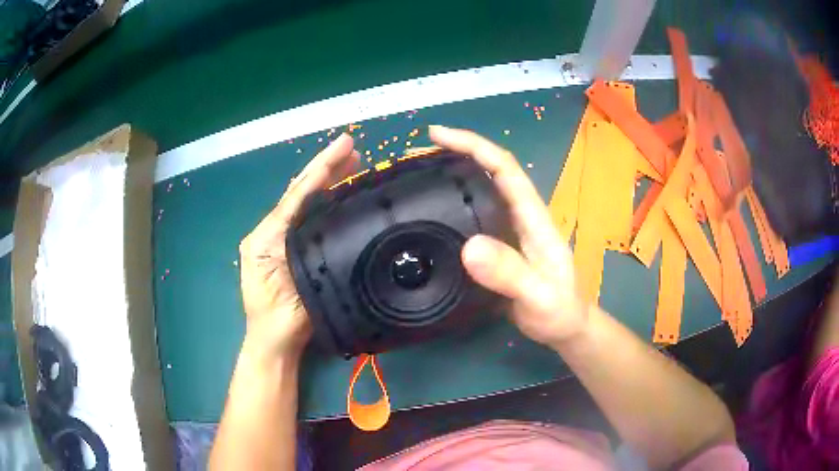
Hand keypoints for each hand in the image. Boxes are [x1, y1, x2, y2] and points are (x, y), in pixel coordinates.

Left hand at [238, 134, 358, 357]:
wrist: (277, 338)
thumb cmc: (271, 310)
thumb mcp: (268, 267)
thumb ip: (284, 238)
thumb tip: (313, 216)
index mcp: (269, 231)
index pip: (298, 193)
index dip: (322, 168)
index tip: (345, 145)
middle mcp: (280, 230)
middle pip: (305, 192)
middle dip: (328, 168)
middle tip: (352, 149)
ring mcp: (294, 241)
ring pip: (313, 204)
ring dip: (332, 180)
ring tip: (353, 162)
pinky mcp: (309, 253)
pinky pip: (320, 223)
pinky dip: (332, 203)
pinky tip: (347, 192)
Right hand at [429, 125, 588, 346]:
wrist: (565, 327)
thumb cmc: (559, 310)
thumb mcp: (538, 295)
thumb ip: (510, 273)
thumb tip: (468, 247)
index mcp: (532, 216)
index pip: (504, 167)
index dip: (473, 145)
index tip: (437, 135)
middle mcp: (519, 216)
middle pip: (487, 172)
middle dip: (454, 154)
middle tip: (414, 155)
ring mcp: (507, 232)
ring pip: (477, 193)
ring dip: (449, 177)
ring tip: (414, 176)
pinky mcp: (497, 248)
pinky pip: (471, 218)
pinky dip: (450, 207)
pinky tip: (429, 214)